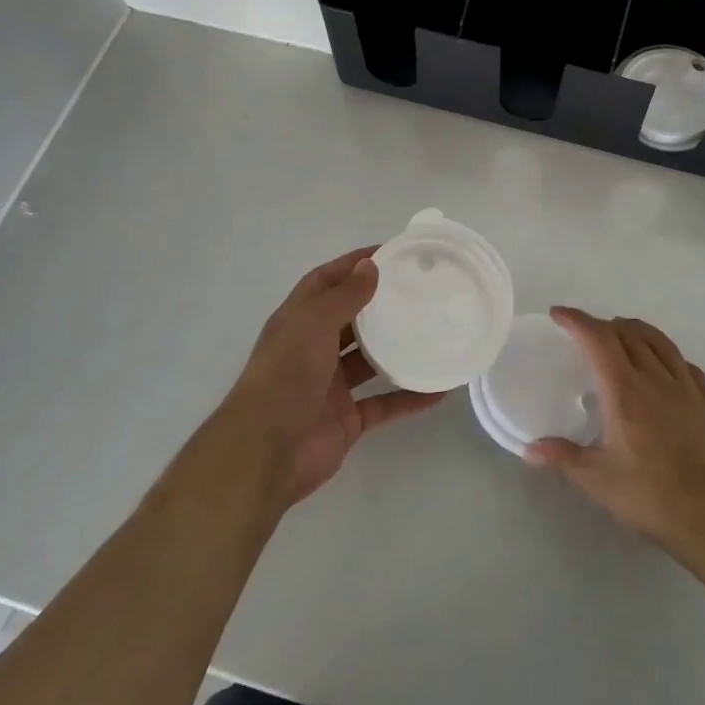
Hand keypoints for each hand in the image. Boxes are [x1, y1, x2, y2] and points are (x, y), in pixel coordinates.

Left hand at [225, 247, 444, 505]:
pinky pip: (384, 404)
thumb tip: (370, 265)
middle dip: (379, 304)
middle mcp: (313, 349)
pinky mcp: (347, 419)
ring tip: (432, 331)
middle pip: (350, 319)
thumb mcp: (313, 323)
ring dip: (397, 349)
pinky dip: (409, 397)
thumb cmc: (286, 374)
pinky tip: (438, 388)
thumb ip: (345, 296)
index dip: (354, 265)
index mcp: (299, 321)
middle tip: (420, 290)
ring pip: (369, 361)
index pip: (327, 282)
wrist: (266, 451)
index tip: (391, 253)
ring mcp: (330, 386)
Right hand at [527, 308, 704, 571]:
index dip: (577, 320)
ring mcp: (686, 387)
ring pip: (658, 340)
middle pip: (627, 333)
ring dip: (634, 330)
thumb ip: (563, 457)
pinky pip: (683, 362)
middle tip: (583, 334)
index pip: (599, 339)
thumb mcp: (598, 480)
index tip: (558, 315)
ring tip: (620, 334)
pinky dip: (665, 352)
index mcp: (625, 391)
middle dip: (601, 325)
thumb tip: (528, 450)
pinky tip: (662, 364)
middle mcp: (655, 378)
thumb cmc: (651, 496)